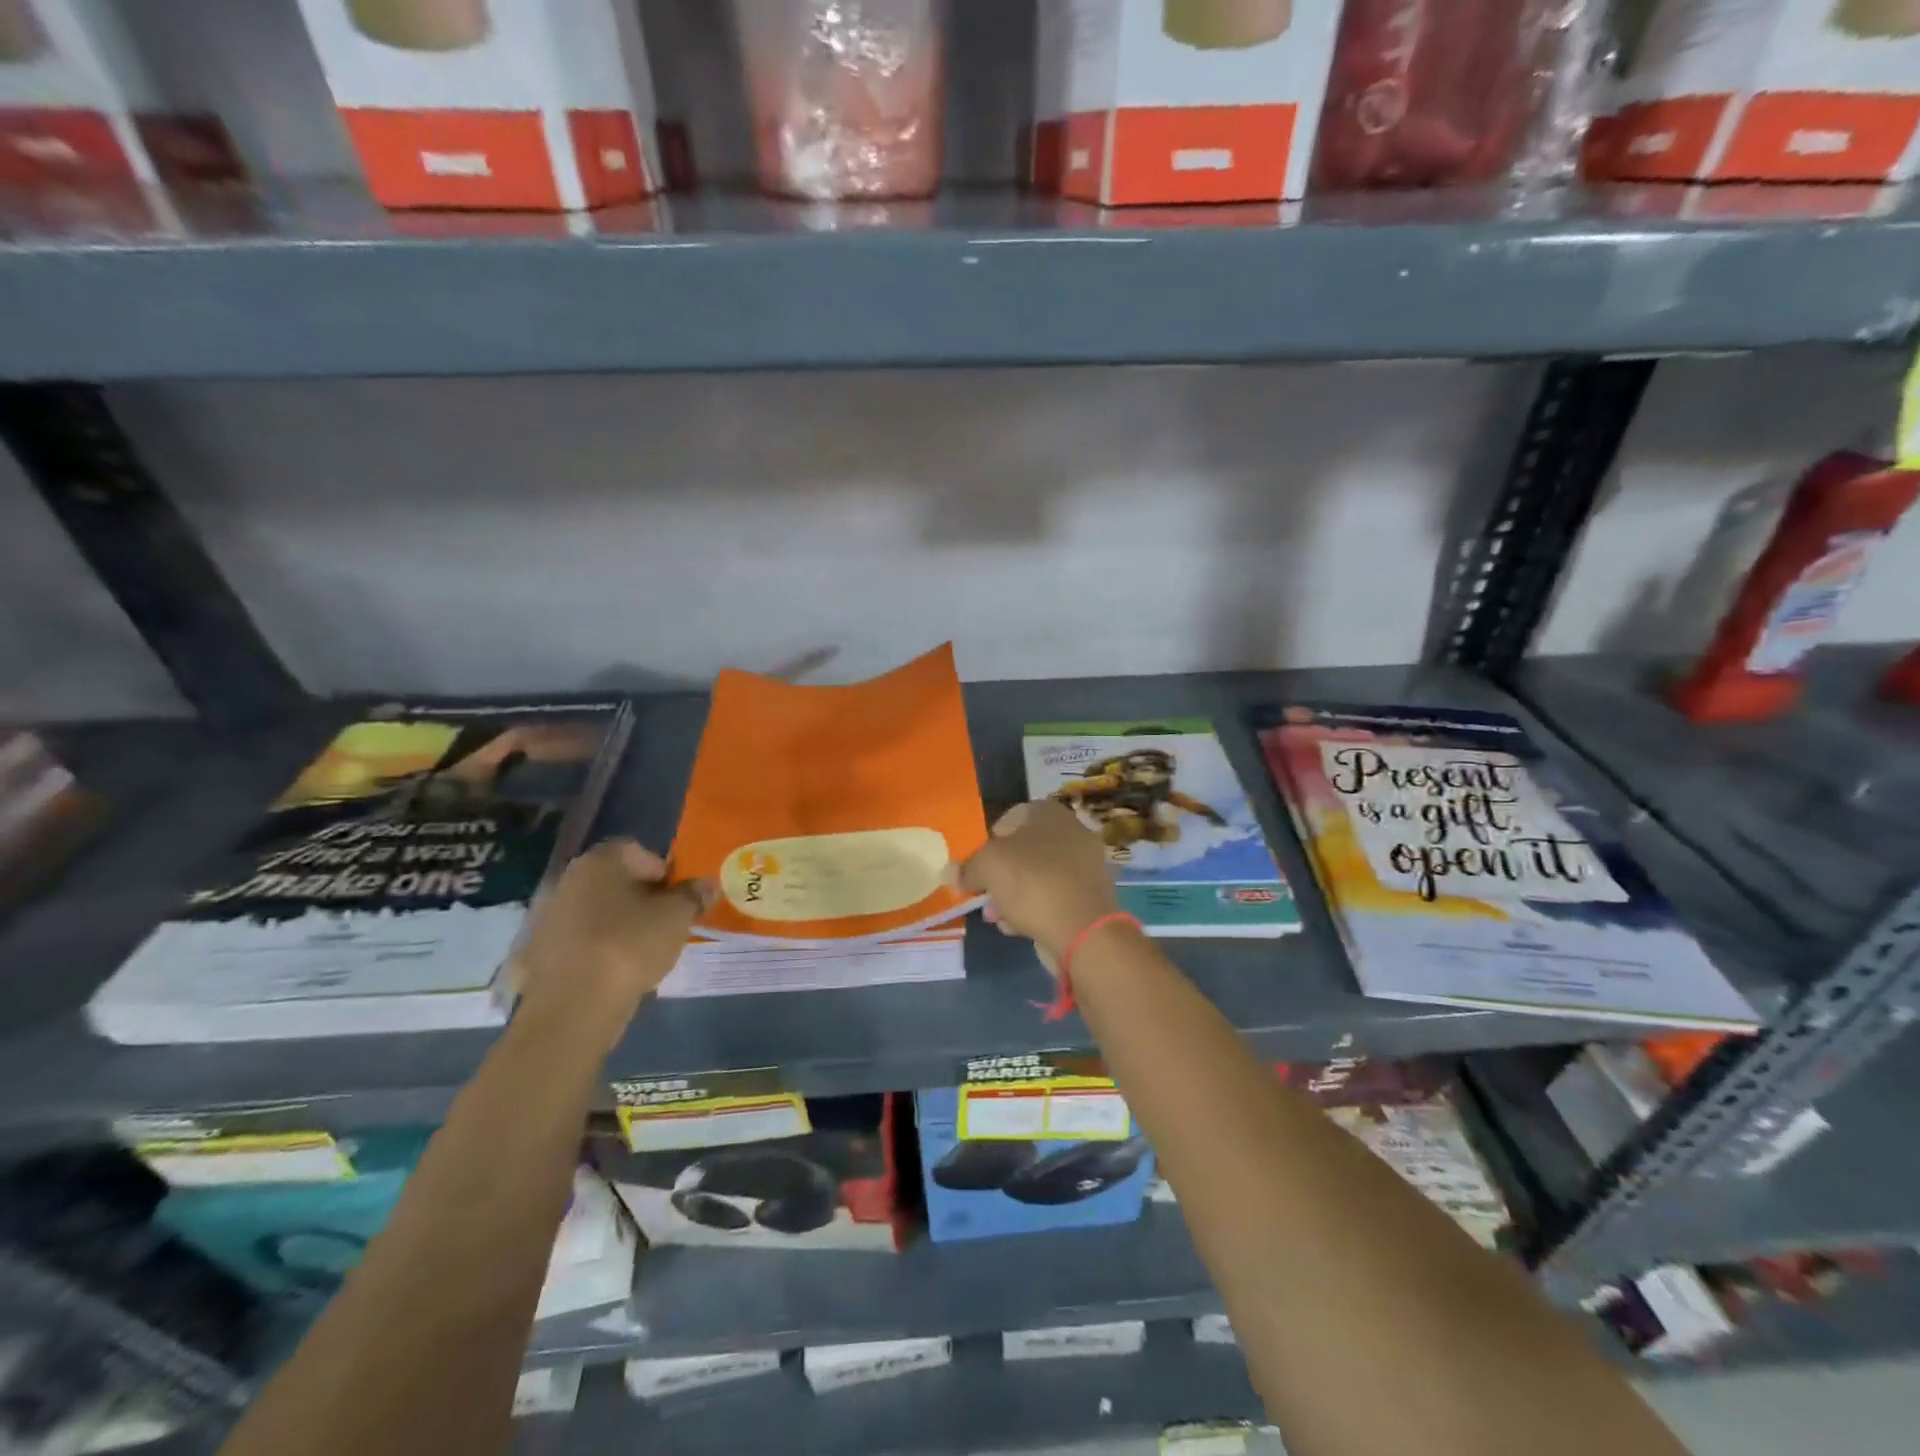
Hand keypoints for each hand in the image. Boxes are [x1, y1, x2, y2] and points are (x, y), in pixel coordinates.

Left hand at [516, 839, 711, 1045]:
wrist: (572, 1007)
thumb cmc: (630, 945)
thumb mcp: (677, 917)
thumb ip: (694, 895)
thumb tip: (708, 883)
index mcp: (600, 861)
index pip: (638, 851)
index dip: (663, 872)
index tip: (678, 898)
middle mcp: (568, 879)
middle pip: (616, 880)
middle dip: (642, 898)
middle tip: (666, 923)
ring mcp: (549, 916)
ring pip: (598, 910)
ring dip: (621, 923)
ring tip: (644, 950)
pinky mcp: (541, 951)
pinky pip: (582, 939)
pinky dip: (601, 947)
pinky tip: (617, 969)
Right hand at [955, 800, 1119, 972]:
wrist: (1084, 931)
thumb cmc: (1032, 883)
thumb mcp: (987, 867)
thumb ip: (967, 867)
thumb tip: (952, 872)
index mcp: (1050, 813)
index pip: (1012, 816)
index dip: (990, 839)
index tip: (977, 863)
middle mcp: (1072, 833)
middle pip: (1024, 849)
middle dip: (1000, 873)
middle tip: (983, 893)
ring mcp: (1085, 867)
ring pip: (1037, 876)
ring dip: (1012, 895)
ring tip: (994, 916)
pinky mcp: (1090, 898)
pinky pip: (1053, 898)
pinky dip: (1033, 909)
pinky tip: (1015, 927)